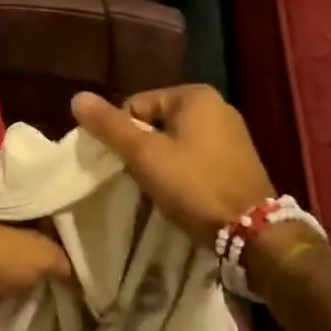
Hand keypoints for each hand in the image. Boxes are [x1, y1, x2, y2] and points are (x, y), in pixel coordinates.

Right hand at [70, 85, 278, 247]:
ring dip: (160, 162)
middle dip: (142, 149)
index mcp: (194, 95)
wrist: (254, 234)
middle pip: (155, 122)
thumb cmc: (194, 185)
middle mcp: (216, 106)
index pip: (135, 105)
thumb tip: (77, 97)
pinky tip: (180, 193)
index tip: (125, 165)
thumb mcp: (144, 155)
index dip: (123, 135)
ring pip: (174, 142)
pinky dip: (181, 172)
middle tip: (139, 178)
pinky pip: (194, 157)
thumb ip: (109, 126)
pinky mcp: (237, 160)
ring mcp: (230, 134)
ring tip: (157, 189)